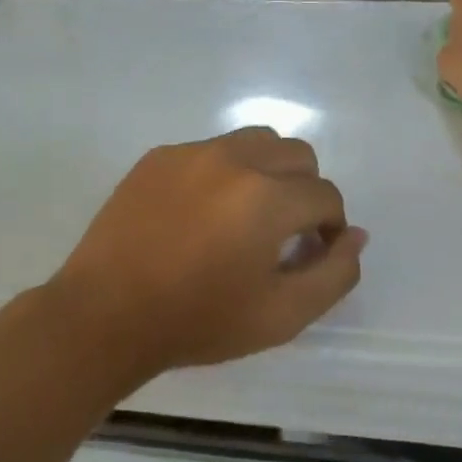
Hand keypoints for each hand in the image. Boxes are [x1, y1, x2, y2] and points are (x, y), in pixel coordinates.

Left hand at [46, 128, 366, 382]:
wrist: (105, 313)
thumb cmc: (197, 321)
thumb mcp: (281, 316)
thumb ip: (333, 274)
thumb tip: (357, 235)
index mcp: (267, 197)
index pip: (325, 195)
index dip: (331, 226)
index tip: (314, 252)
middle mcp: (233, 159)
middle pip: (297, 154)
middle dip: (305, 190)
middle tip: (285, 232)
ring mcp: (191, 152)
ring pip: (255, 141)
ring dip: (268, 171)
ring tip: (248, 214)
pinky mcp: (159, 155)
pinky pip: (211, 150)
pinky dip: (224, 172)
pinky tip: (202, 213)